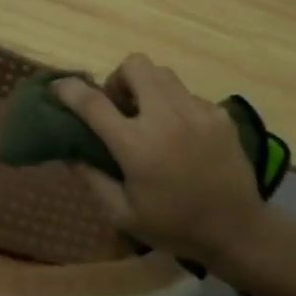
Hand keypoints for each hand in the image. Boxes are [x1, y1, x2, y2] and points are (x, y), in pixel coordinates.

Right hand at [52, 55, 265, 264]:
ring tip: (149, 117)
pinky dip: (175, 105)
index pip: (93, 102)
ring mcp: (197, 111)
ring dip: (147, 87)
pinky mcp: (218, 114)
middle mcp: (165, 117)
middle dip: (119, 79)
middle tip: (119, 107)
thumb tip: (70, 151)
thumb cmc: (174, 227)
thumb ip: (92, 178)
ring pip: (163, 73)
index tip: (59, 87)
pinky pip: (188, 94)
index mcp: (136, 145)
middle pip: (135, 65)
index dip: (69, 89)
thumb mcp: (122, 214)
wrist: (237, 230)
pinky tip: (180, 135)